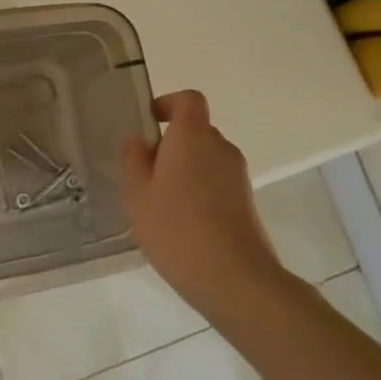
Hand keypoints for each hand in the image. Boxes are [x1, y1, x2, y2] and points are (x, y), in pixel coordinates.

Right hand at [120, 90, 286, 318]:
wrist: (235, 279)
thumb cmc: (176, 228)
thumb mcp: (137, 193)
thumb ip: (134, 160)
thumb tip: (139, 141)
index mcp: (192, 136)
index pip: (188, 100)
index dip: (168, 103)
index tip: (150, 122)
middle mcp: (220, 147)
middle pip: (196, 130)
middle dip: (171, 144)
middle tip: (145, 173)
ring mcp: (238, 176)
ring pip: (206, 159)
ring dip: (184, 170)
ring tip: (160, 203)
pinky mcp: (246, 202)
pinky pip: (216, 182)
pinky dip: (199, 191)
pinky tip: (182, 224)